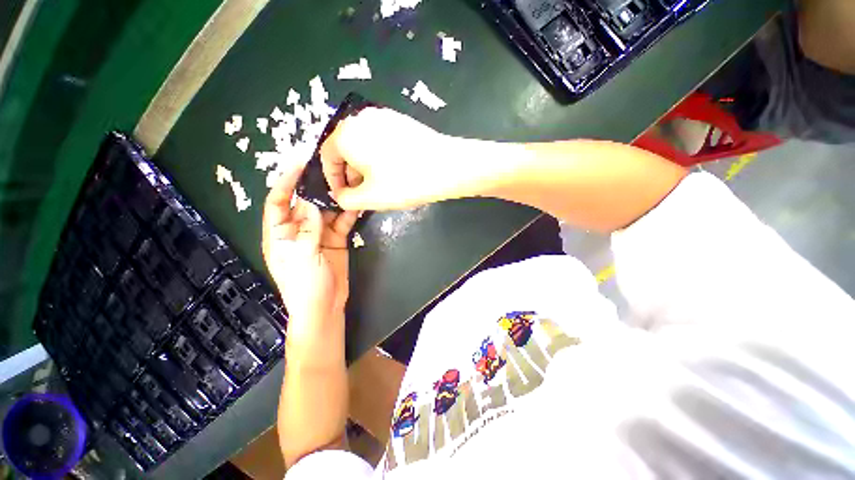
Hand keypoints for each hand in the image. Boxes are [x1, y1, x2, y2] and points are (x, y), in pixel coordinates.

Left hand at [262, 161, 358, 336]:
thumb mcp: (302, 257)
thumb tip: (311, 202)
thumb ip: (307, 229)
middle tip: (330, 169)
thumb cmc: (304, 286)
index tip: (299, 165)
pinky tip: (356, 203)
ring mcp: (318, 234)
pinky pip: (341, 222)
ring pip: (325, 211)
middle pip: (304, 203)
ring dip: (334, 199)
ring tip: (346, 183)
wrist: (325, 306)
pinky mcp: (336, 239)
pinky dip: (348, 213)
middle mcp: (297, 230)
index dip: (285, 183)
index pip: (277, 203)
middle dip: (314, 187)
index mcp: (279, 234)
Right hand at [320, 107, 472, 210]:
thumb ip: (345, 199)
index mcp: (346, 134)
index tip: (342, 195)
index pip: (327, 156)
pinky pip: (379, 139)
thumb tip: (340, 195)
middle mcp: (361, 118)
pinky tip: (392, 170)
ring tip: (377, 184)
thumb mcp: (369, 198)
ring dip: (364, 165)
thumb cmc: (403, 182)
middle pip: (345, 148)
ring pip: (363, 143)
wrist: (447, 166)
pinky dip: (378, 156)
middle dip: (349, 173)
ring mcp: (383, 116)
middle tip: (361, 192)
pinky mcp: (400, 121)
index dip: (332, 179)